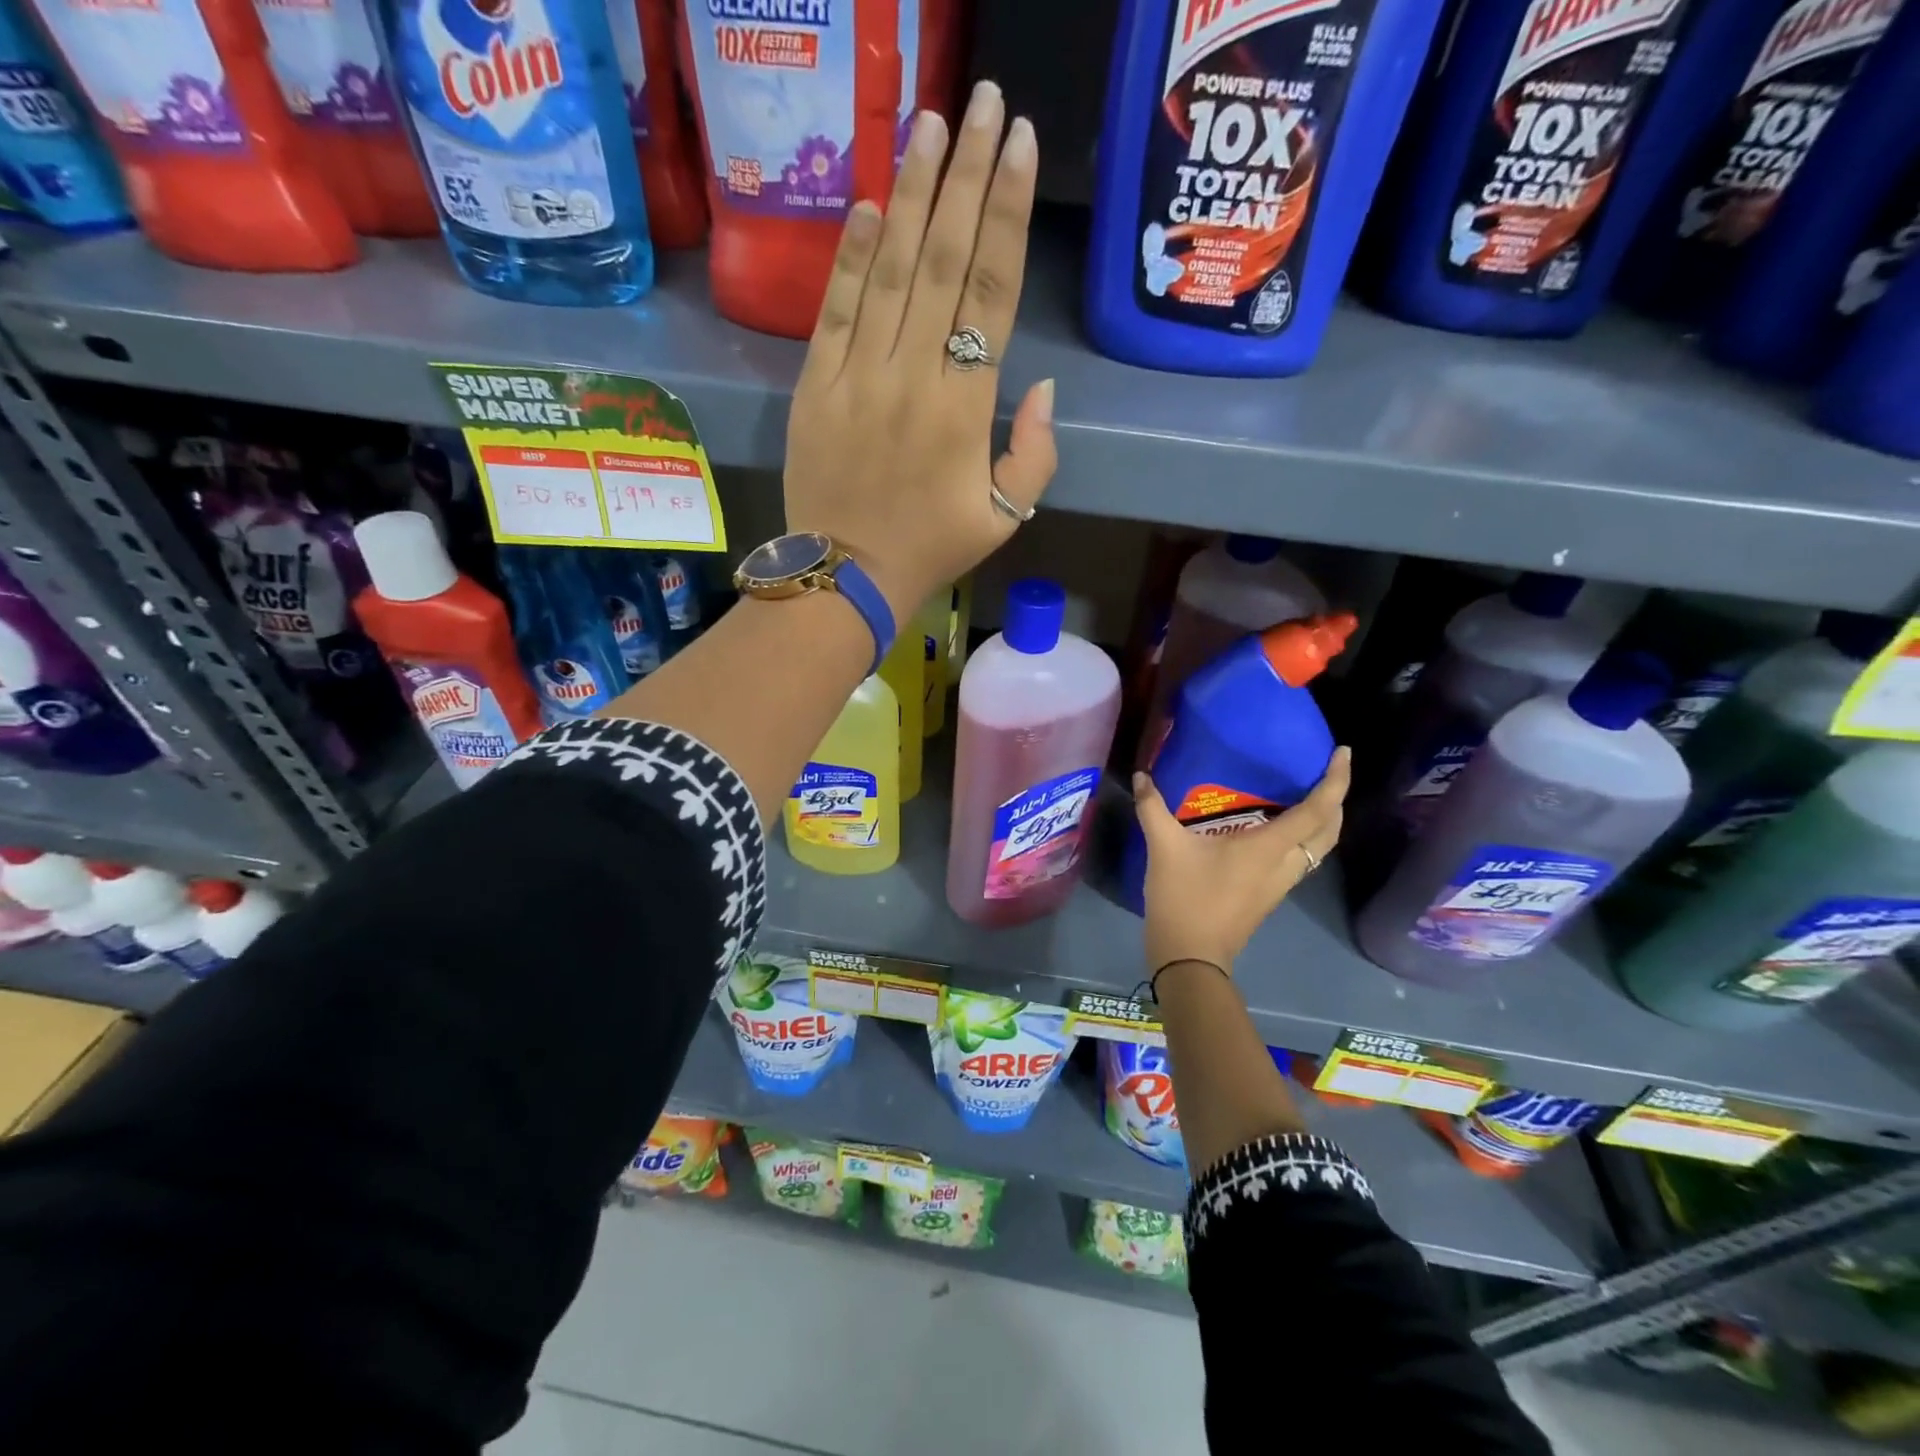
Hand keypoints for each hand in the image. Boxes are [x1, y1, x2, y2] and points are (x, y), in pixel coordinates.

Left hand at [783, 81, 1055, 620]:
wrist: (845, 577)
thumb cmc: (930, 549)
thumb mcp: (1005, 518)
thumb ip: (1035, 453)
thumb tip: (1040, 386)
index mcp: (965, 407)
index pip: (992, 291)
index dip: (1008, 212)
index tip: (1021, 145)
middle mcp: (913, 375)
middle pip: (944, 259)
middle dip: (967, 175)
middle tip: (984, 103)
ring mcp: (858, 375)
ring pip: (890, 269)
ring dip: (912, 193)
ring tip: (931, 124)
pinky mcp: (815, 385)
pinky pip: (836, 308)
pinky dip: (852, 255)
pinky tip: (870, 205)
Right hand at [1131, 748, 1350, 973]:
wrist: (1190, 955)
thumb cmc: (1185, 897)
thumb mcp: (1165, 847)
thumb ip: (1152, 808)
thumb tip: (1141, 776)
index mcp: (1269, 847)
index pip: (1318, 810)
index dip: (1336, 781)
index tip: (1343, 753)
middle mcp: (1285, 863)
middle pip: (1330, 830)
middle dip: (1336, 799)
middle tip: (1324, 771)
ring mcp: (1280, 882)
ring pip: (1319, 847)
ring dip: (1323, 821)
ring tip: (1306, 794)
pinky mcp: (1269, 894)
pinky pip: (1301, 858)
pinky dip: (1303, 837)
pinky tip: (1276, 828)